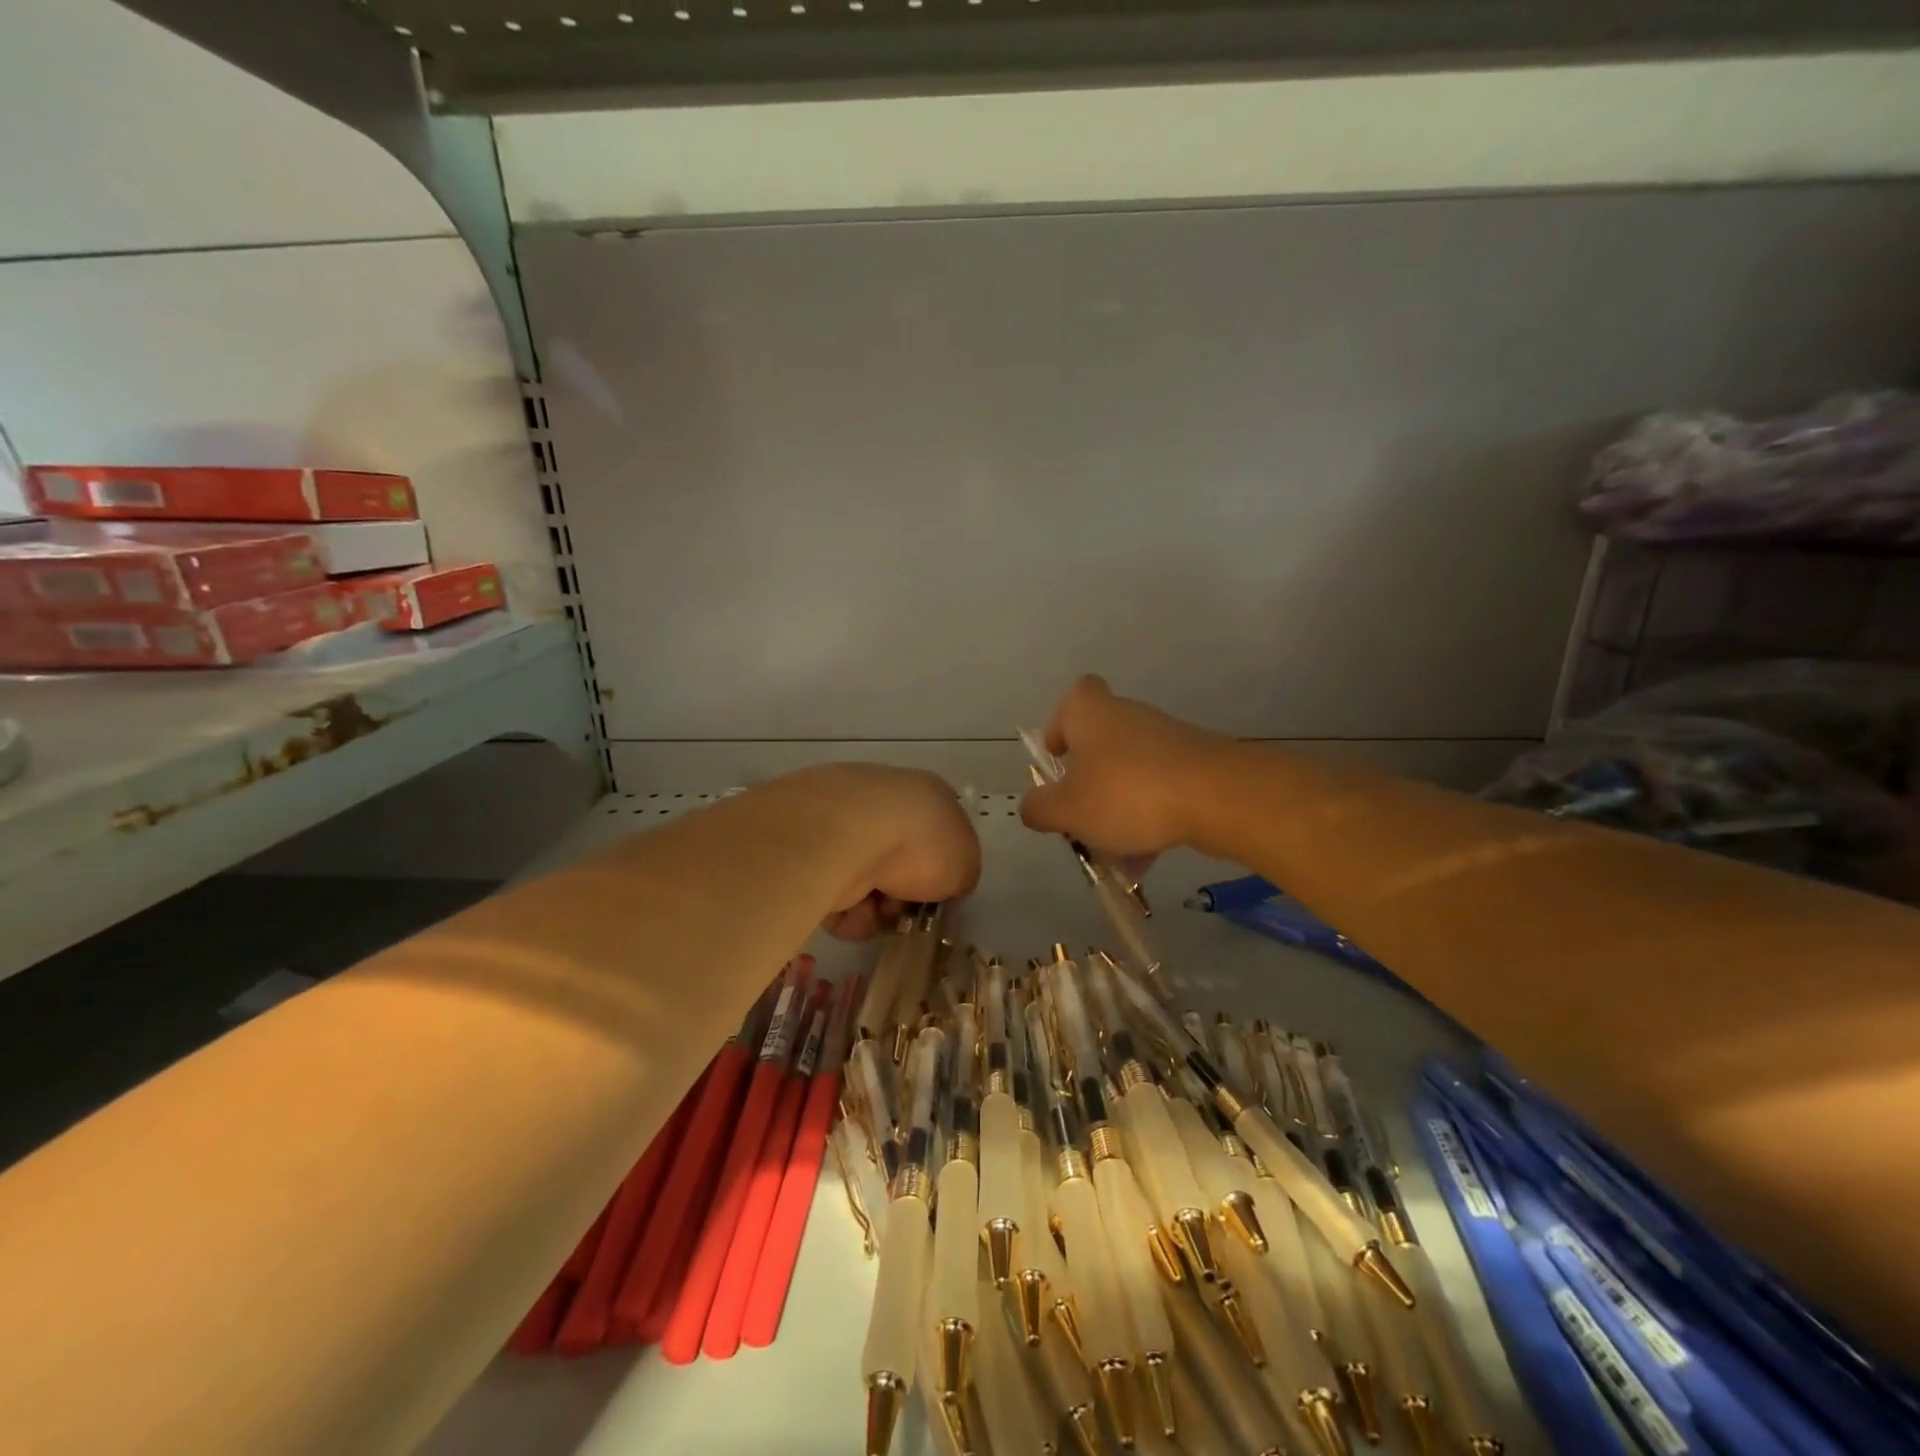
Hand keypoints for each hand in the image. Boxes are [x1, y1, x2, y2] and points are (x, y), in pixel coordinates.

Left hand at [800, 764, 982, 939]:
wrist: (849, 835)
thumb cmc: (921, 843)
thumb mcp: (965, 864)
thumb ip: (959, 876)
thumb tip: (943, 885)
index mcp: (926, 795)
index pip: (938, 836)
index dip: (940, 872)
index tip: (938, 898)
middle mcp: (884, 804)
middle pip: (900, 866)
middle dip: (904, 897)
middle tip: (906, 911)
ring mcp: (843, 826)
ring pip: (867, 885)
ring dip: (875, 910)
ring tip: (874, 911)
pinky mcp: (810, 853)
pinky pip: (834, 895)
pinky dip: (845, 912)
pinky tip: (851, 910)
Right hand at [1020, 675, 1232, 857]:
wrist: (1217, 797)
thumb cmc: (1127, 794)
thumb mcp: (1068, 809)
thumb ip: (1040, 808)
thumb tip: (1031, 807)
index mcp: (1091, 714)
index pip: (1074, 698)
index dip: (1061, 725)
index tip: (1059, 758)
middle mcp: (1129, 717)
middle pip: (1101, 742)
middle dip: (1088, 781)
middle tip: (1079, 816)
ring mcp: (1167, 739)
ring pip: (1130, 773)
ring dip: (1118, 808)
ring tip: (1114, 854)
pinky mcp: (1196, 764)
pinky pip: (1160, 790)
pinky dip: (1150, 818)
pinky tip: (1147, 858)